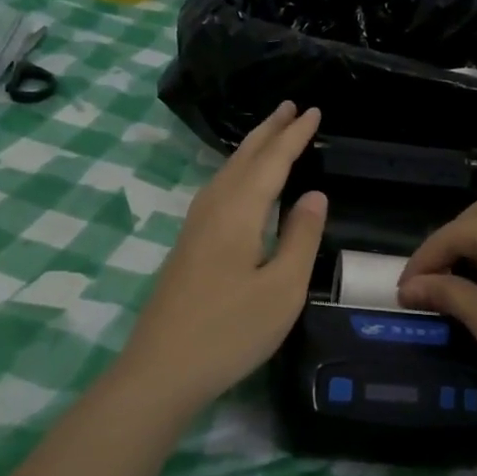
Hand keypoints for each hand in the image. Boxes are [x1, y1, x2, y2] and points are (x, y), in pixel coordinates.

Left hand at [115, 102, 327, 414]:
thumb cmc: (230, 331)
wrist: (162, 370)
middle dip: (268, 131)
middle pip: (243, 159)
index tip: (314, 111)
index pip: (272, 162)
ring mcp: (193, 229)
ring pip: (225, 174)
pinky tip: (238, 185)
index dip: (294, 136)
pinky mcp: (187, 248)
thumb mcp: (282, 288)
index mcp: (238, 213)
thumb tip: (313, 195)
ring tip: (269, 134)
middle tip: (290, 105)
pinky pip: (216, 192)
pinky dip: (236, 173)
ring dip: (250, 150)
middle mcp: (212, 210)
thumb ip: (300, 237)